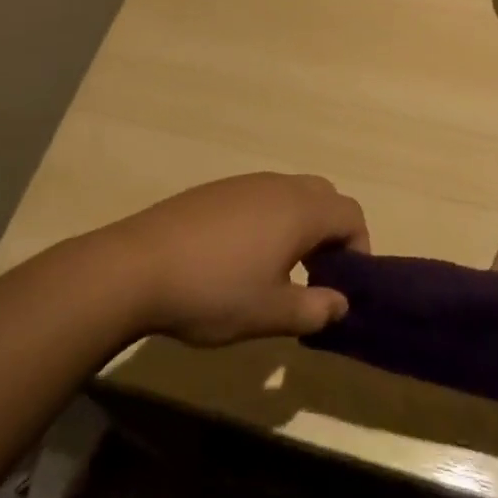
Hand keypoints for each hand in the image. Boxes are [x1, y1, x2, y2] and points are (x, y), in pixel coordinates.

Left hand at [102, 173, 368, 345]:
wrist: (137, 266)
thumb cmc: (213, 291)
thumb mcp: (270, 314)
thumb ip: (314, 309)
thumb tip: (341, 303)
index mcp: (299, 210)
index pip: (351, 214)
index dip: (359, 247)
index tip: (344, 285)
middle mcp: (277, 186)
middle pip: (324, 196)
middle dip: (331, 232)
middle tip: (316, 274)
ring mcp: (244, 183)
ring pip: (291, 194)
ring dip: (300, 225)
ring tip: (279, 270)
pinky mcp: (216, 190)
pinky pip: (260, 196)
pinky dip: (269, 219)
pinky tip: (240, 257)